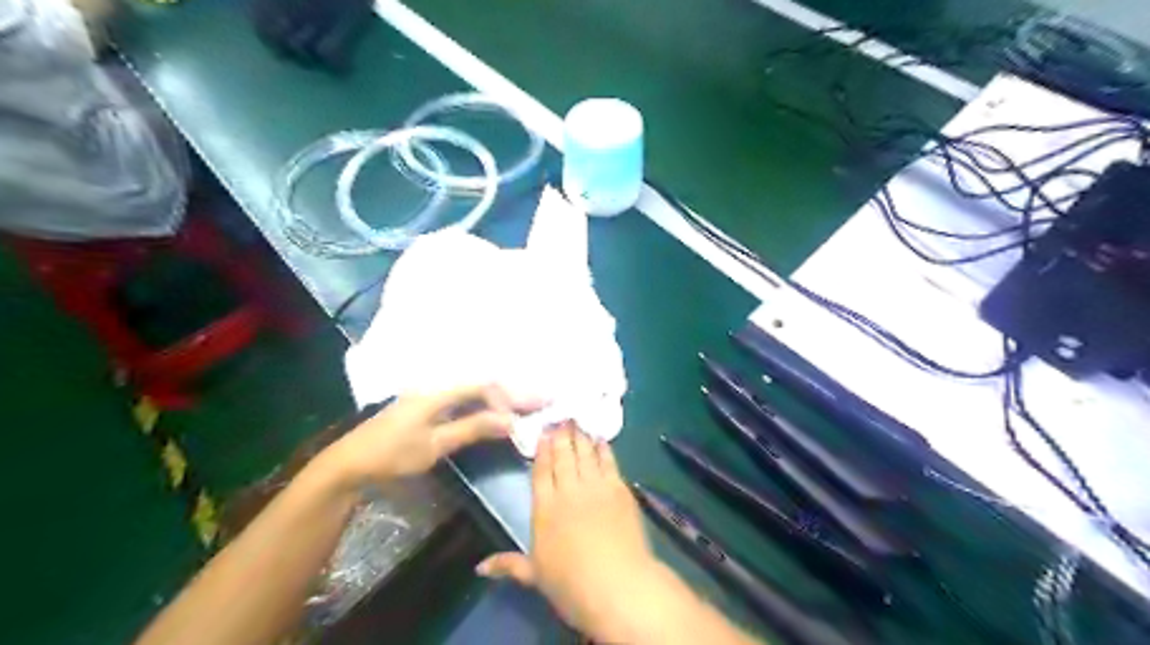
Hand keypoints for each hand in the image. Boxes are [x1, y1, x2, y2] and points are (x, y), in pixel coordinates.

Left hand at [313, 385, 528, 486]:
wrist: (349, 463)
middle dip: (513, 393)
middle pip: (482, 384)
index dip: (512, 396)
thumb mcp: (435, 444)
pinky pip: (464, 399)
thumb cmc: (392, 454)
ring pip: (474, 391)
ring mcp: (431, 395)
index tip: (536, 407)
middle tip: (542, 400)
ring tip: (526, 404)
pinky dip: (485, 404)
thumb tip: (510, 420)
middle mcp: (438, 386)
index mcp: (439, 390)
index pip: (484, 386)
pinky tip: (496, 410)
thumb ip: (473, 428)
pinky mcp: (427, 407)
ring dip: (500, 398)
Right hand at [475, 425, 665, 641]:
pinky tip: (600, 439)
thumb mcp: (535, 575)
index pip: (541, 471)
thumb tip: (479, 567)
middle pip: (563, 456)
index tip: (543, 433)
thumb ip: (508, 565)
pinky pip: (608, 461)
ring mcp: (595, 487)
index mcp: (544, 508)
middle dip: (561, 435)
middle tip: (561, 417)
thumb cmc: (571, 585)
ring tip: (578, 420)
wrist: (618, 585)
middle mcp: (568, 491)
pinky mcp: (619, 489)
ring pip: (585, 454)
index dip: (542, 450)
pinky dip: (603, 448)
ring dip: (580, 436)